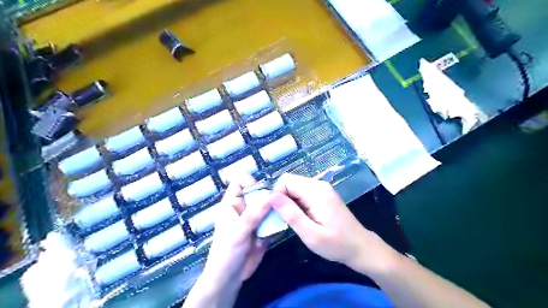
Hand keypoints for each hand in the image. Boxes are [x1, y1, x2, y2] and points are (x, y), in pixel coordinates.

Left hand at [186, 174, 271, 306]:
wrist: (229, 279)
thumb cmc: (226, 254)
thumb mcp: (238, 232)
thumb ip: (253, 214)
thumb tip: (271, 195)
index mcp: (232, 204)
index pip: (239, 182)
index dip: (251, 181)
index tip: (263, 191)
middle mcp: (244, 208)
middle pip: (258, 192)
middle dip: (269, 196)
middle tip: (280, 204)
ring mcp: (254, 219)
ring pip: (268, 206)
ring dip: (276, 210)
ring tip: (285, 215)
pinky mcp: (262, 230)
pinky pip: (273, 221)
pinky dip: (278, 223)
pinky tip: (282, 228)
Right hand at [271, 173, 396, 273]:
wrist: (361, 247)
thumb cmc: (336, 244)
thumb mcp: (311, 235)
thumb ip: (291, 214)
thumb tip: (271, 197)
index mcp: (315, 191)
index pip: (285, 180)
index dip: (277, 195)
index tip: (279, 214)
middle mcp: (318, 184)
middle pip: (290, 182)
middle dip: (282, 198)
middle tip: (285, 219)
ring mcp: (322, 188)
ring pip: (295, 186)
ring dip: (289, 201)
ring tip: (295, 220)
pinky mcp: (323, 194)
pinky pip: (303, 192)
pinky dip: (297, 202)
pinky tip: (303, 217)